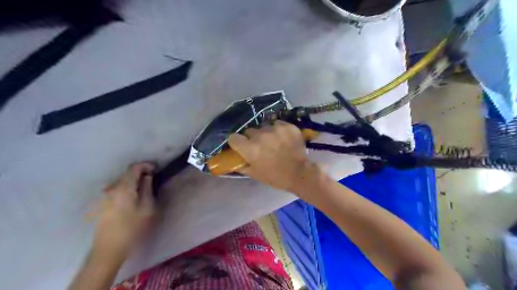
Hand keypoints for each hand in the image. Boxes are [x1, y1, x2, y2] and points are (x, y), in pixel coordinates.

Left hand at [93, 162, 156, 262]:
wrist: (109, 250)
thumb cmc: (132, 229)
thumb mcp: (147, 208)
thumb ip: (148, 189)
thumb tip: (148, 177)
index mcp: (123, 188)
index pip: (134, 167)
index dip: (146, 165)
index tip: (156, 170)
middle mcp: (111, 189)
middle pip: (127, 174)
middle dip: (141, 175)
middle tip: (153, 182)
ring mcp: (104, 197)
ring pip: (122, 183)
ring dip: (134, 183)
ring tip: (144, 192)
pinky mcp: (102, 204)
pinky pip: (117, 191)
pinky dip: (127, 190)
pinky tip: (133, 201)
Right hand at [228, 120, 317, 191]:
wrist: (300, 173)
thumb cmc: (275, 177)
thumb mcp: (254, 174)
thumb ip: (241, 165)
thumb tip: (234, 158)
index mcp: (250, 148)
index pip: (233, 137)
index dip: (236, 142)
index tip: (240, 145)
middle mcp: (260, 135)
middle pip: (249, 131)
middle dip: (252, 138)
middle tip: (260, 146)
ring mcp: (275, 129)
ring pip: (264, 126)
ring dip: (266, 133)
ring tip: (274, 141)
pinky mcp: (287, 126)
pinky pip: (277, 124)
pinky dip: (279, 129)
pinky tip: (284, 138)